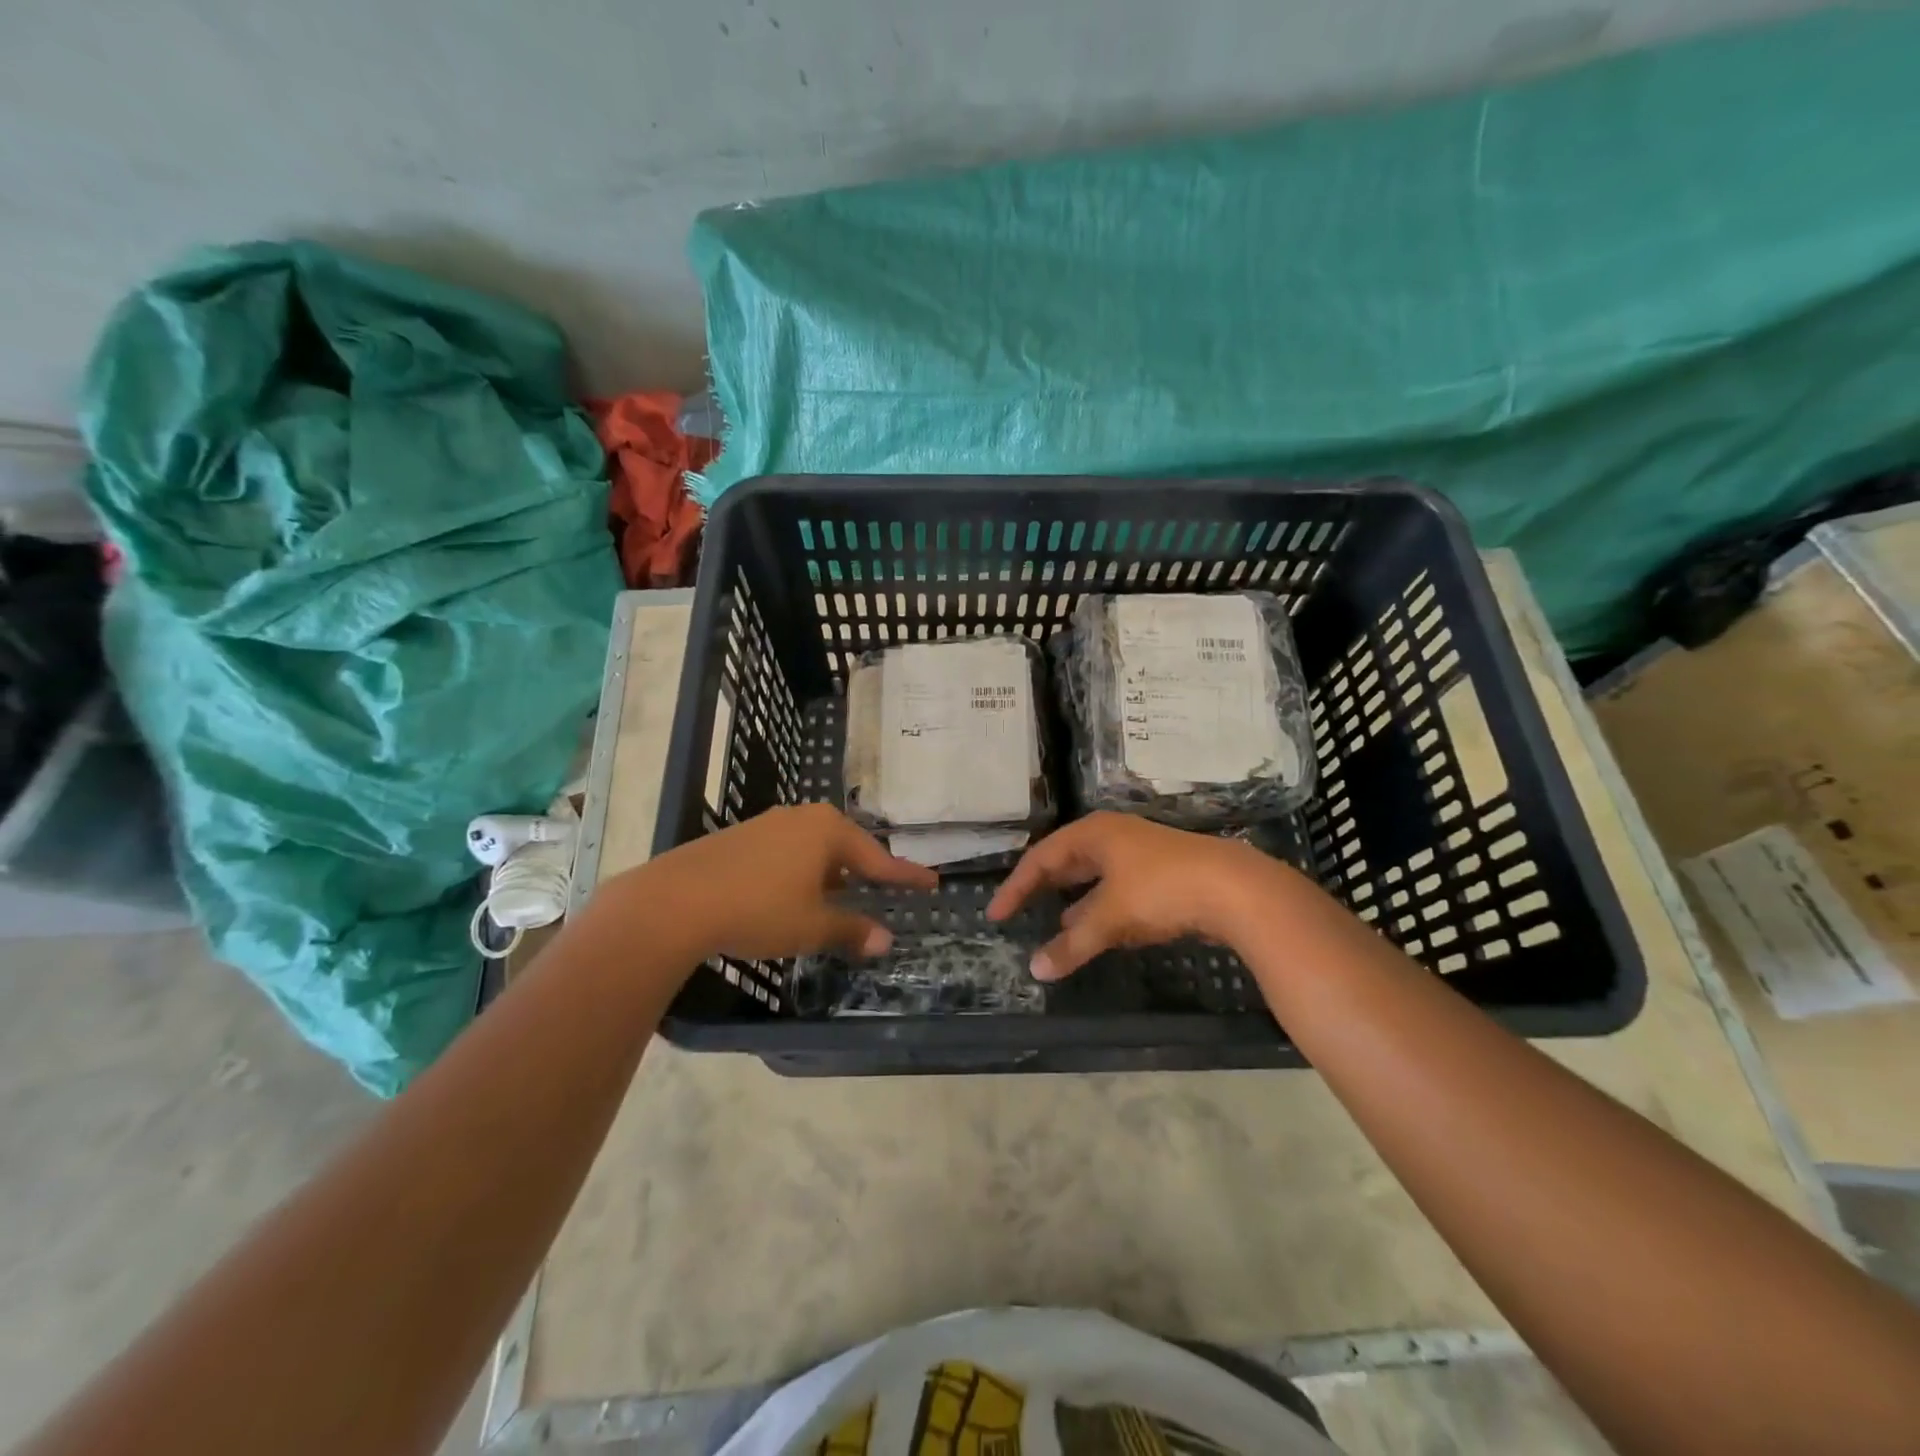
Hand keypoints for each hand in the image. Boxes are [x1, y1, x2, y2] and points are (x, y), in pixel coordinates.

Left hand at [649, 803, 936, 961]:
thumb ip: (852, 929)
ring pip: (813, 849)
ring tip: (837, 897)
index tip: (931, 882)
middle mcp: (801, 818)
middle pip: (845, 846)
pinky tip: (791, 894)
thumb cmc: (758, 909)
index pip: (879, 858)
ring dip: (829, 873)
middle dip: (864, 871)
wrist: (674, 901)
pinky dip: (800, 873)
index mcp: (828, 831)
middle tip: (884, 888)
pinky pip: (785, 852)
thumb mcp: (812, 926)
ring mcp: (767, 824)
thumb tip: (886, 940)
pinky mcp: (739, 837)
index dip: (905, 876)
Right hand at [986, 812, 1287, 979]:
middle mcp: (1113, 836)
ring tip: (1054, 924)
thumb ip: (1071, 943)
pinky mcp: (1162, 874)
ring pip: (1094, 877)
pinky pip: (1117, 890)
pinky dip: (1101, 909)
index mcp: (1093, 834)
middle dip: (1043, 888)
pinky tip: (1099, 930)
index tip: (995, 914)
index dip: (1016, 886)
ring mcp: (1140, 853)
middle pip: (1066, 861)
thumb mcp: (1110, 917)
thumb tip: (1035, 969)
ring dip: (1073, 901)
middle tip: (1018, 911)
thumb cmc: (1161, 890)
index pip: (1041, 857)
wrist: (1235, 889)